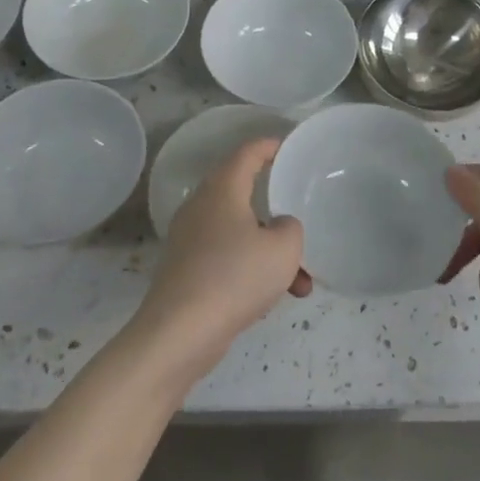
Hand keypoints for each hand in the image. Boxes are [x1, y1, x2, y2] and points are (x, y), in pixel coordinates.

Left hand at [132, 138, 309, 380]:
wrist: (178, 334)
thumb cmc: (234, 277)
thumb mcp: (283, 249)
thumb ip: (290, 228)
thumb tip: (278, 227)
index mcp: (223, 189)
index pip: (247, 153)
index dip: (269, 146)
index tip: (288, 148)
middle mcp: (202, 206)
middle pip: (243, 194)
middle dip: (276, 211)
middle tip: (300, 218)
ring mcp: (190, 240)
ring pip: (240, 233)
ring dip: (270, 252)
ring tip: (300, 282)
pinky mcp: (185, 271)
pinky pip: (227, 259)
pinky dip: (252, 271)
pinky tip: (272, 299)